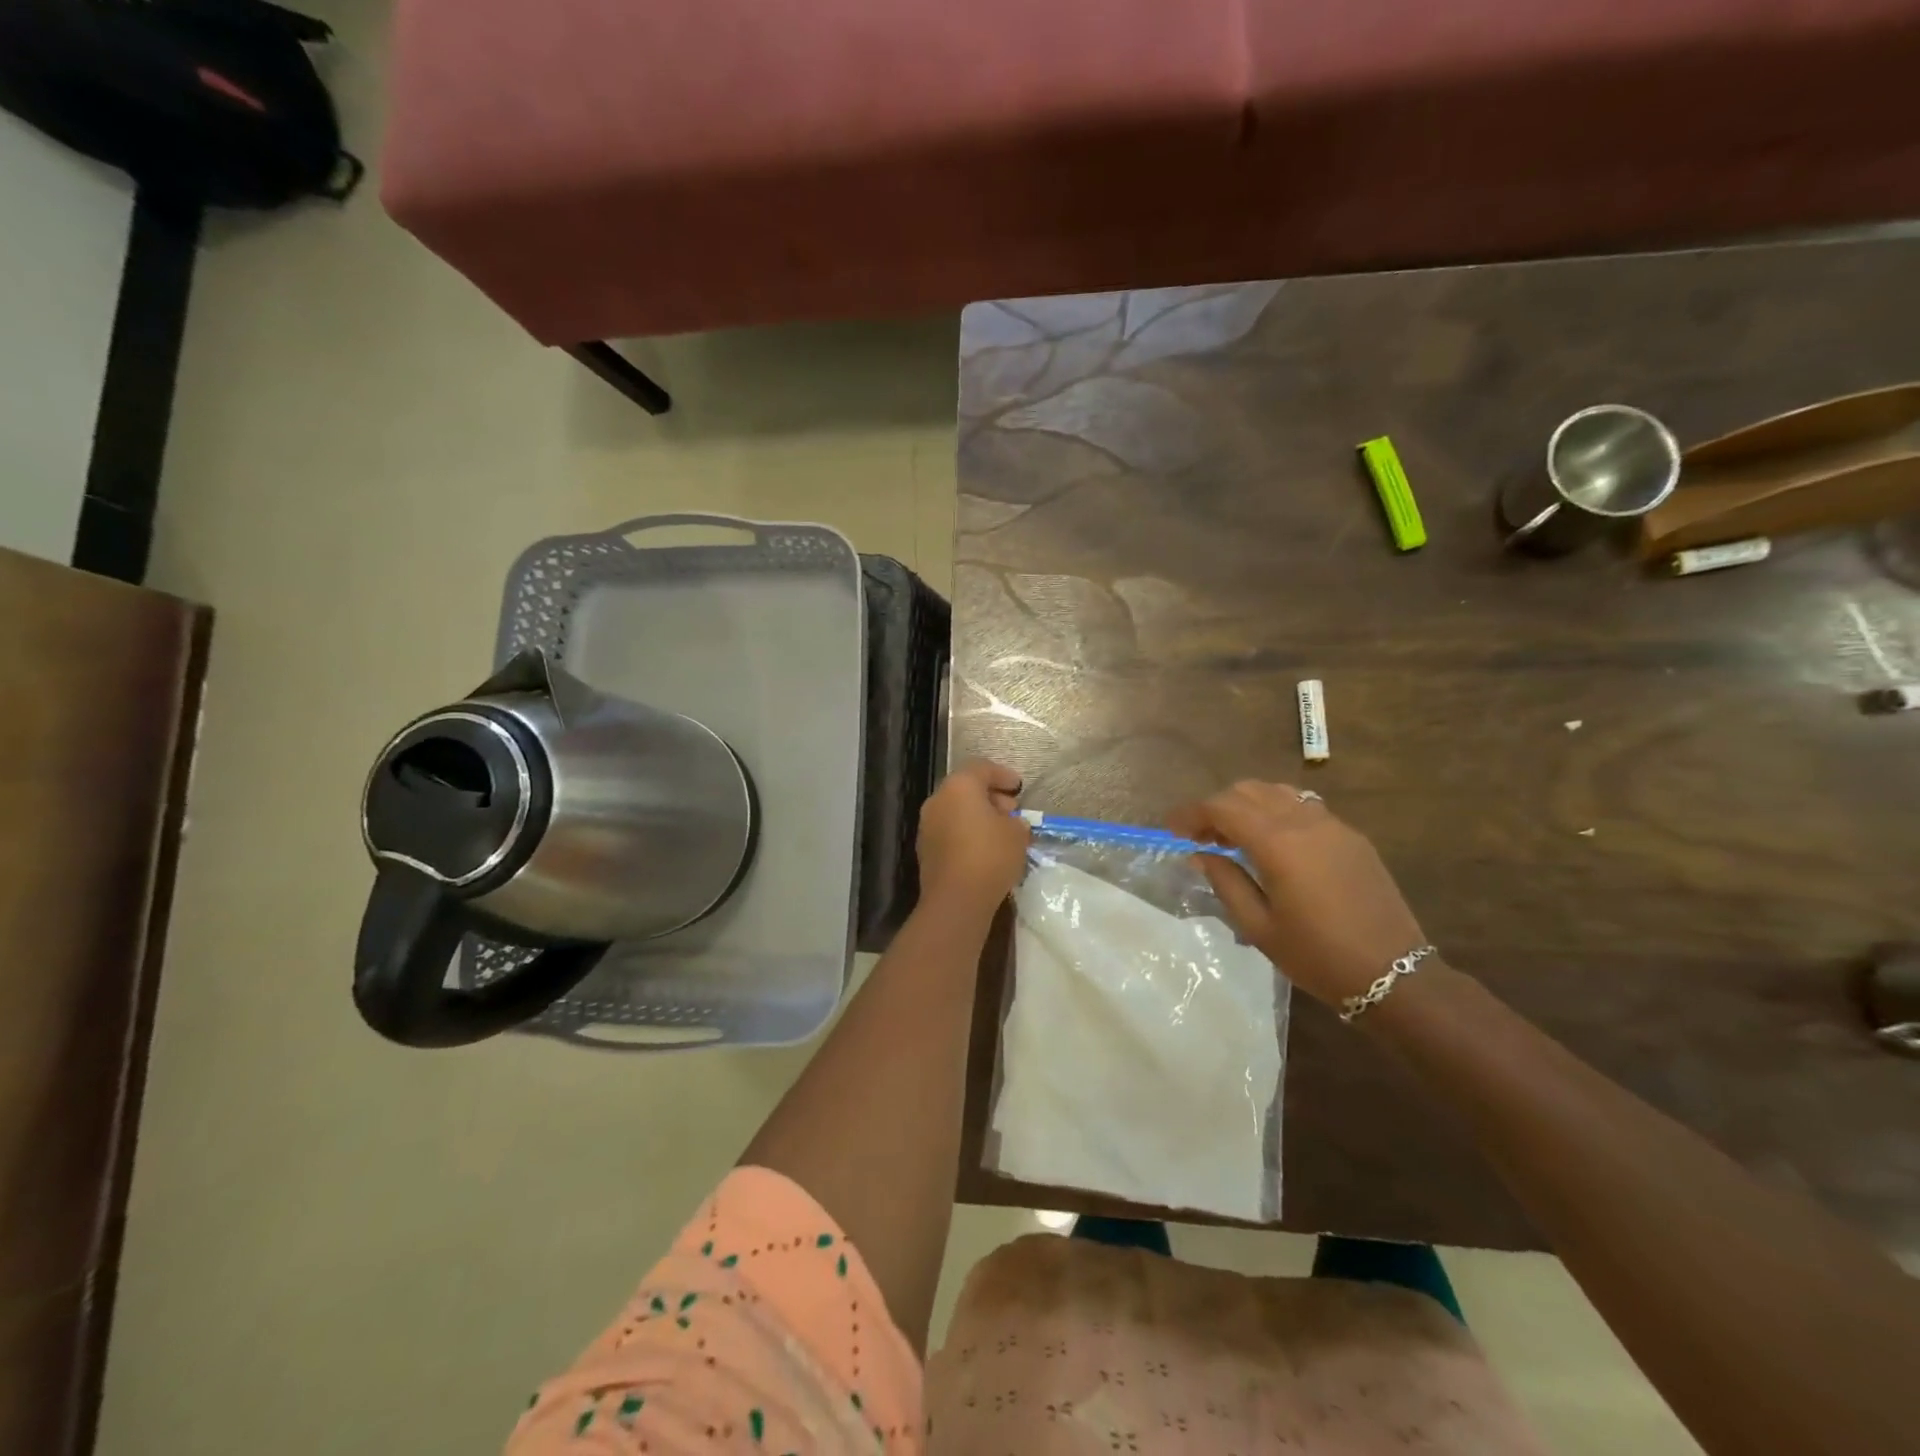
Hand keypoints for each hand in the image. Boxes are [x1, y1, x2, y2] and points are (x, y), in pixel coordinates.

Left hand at [916, 760, 1029, 916]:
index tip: (1018, 787)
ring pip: (956, 810)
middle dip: (990, 796)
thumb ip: (1016, 821)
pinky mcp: (925, 849)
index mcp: (959, 787)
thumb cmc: (990, 856)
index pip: (981, 768)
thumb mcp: (1017, 834)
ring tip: (1002, 831)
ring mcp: (927, 825)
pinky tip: (985, 849)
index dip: (1002, 774)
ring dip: (978, 816)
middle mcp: (938, 800)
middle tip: (1012, 810)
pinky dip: (967, 832)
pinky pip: (950, 830)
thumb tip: (1011, 823)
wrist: (956, 899)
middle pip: (965, 788)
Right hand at [1168, 781, 1427, 1007]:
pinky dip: (1275, 812)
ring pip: (1277, 792)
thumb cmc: (1317, 956)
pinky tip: (1271, 843)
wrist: (1395, 975)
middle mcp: (1304, 822)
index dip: (1191, 813)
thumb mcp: (1258, 926)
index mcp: (1278, 843)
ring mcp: (1333, 825)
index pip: (1222, 808)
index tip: (1171, 829)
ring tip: (1233, 836)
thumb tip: (1199, 854)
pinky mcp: (1352, 837)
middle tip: (1199, 837)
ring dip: (1247, 805)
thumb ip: (1225, 881)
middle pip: (1248, 791)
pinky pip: (1304, 807)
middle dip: (1217, 806)